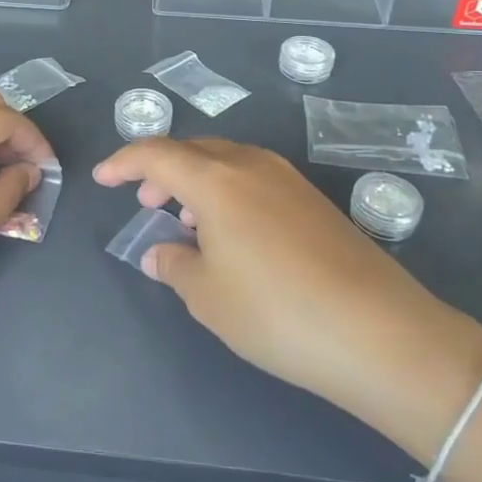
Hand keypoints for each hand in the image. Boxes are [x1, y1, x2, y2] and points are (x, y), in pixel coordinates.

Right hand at [94, 139, 481, 448]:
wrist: (379, 332)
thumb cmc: (275, 312)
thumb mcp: (208, 297)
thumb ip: (174, 266)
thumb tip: (159, 253)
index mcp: (216, 180)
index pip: (157, 154)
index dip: (124, 162)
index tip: (103, 179)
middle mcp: (251, 165)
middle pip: (194, 150)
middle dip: (162, 171)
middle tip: (145, 203)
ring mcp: (288, 179)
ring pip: (227, 162)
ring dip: (197, 181)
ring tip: (187, 220)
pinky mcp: (313, 200)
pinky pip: (254, 179)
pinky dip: (228, 193)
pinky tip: (232, 233)